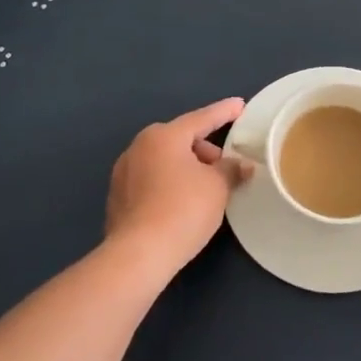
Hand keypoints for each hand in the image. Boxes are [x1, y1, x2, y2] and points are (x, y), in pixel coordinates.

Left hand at [104, 98, 252, 280]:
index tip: (239, 105)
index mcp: (164, 136)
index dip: (224, 112)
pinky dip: (169, 183)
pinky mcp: (118, 197)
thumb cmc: (183, 209)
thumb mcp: (217, 187)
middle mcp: (139, 146)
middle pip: (180, 139)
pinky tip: (182, 203)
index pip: (201, 119)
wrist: (139, 254)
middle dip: (204, 150)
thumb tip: (242, 165)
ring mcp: (124, 172)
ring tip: (205, 188)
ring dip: (186, 168)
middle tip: (225, 167)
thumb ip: (231, 170)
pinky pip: (151, 179)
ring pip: (164, 160)